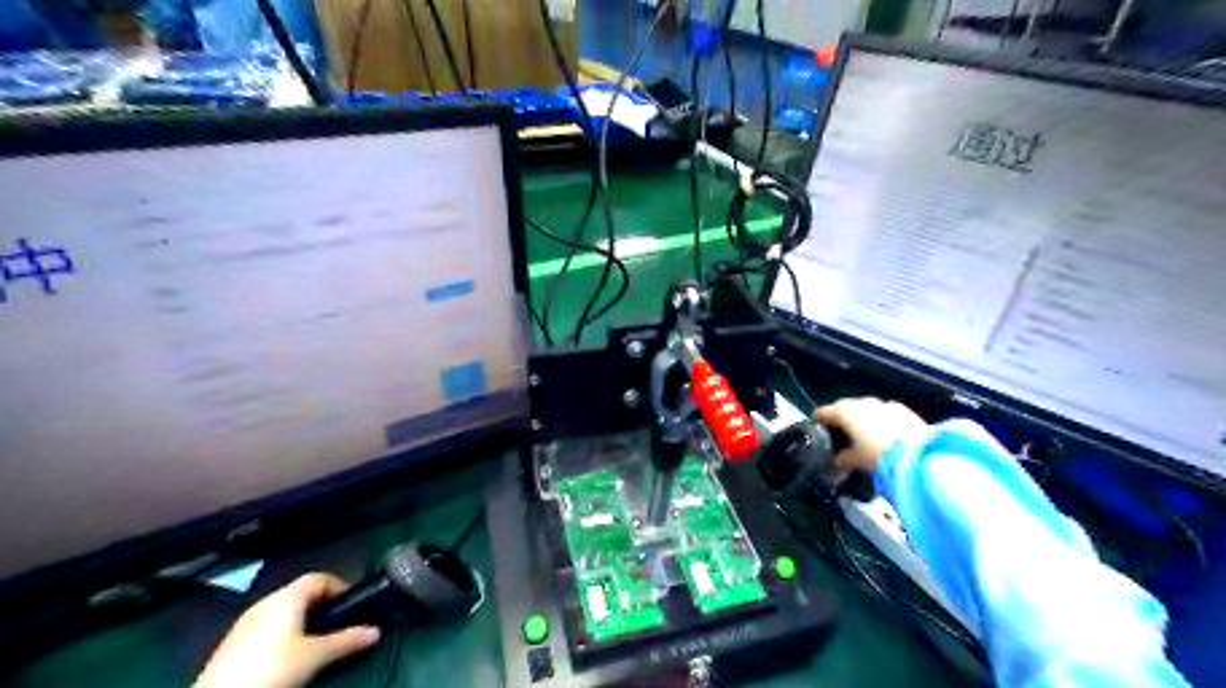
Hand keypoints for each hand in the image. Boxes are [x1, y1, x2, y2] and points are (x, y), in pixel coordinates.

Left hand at [191, 574, 378, 686]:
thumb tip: (373, 632)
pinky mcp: (232, 645)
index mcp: (286, 596)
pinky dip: (282, 636)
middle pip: (301, 594)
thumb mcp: (317, 655)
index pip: (320, 577)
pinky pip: (266, 629)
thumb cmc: (269, 669)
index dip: (340, 587)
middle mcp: (265, 603)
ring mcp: (245, 623)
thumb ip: (347, 640)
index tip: (351, 603)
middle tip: (338, 624)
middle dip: (322, 607)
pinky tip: (286, 658)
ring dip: (302, 622)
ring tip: (315, 643)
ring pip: (283, 612)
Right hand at [812, 400, 930, 476]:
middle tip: (839, 431)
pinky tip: (882, 434)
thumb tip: (838, 460)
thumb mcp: (856, 460)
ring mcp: (884, 405)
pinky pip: (884, 413)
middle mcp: (863, 403)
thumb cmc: (877, 454)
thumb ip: (843, 458)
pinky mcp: (903, 411)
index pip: (825, 412)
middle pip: (846, 407)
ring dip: (862, 418)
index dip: (819, 419)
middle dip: (841, 418)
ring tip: (862, 434)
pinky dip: (879, 421)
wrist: (917, 454)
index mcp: (846, 411)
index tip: (816, 426)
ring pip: (866, 409)